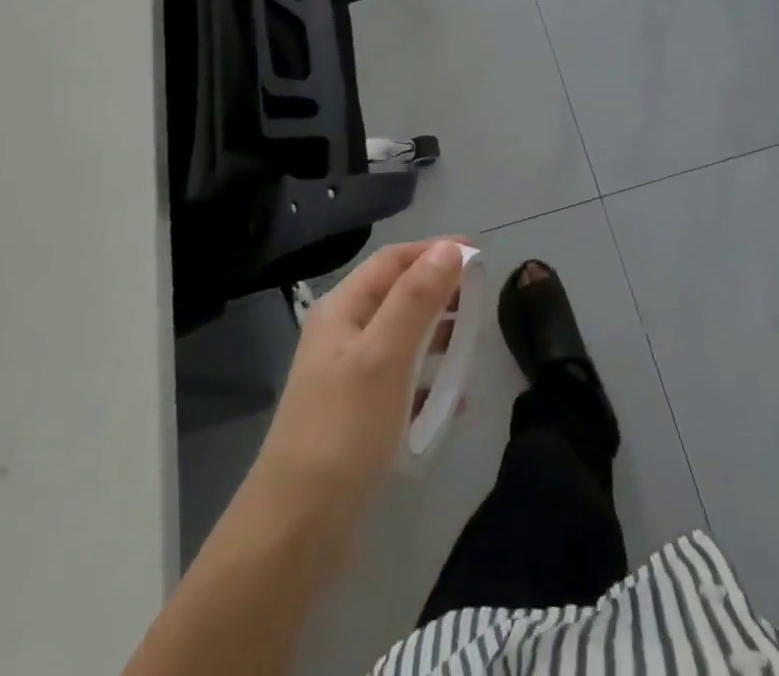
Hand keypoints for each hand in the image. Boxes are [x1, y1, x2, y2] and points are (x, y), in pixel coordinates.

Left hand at [248, 239, 467, 541]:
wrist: (296, 529)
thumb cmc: (342, 429)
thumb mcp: (384, 355)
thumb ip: (416, 299)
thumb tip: (449, 248)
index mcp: (342, 309)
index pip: (393, 260)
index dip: (434, 251)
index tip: (478, 255)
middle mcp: (343, 333)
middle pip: (398, 295)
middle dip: (440, 291)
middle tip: (482, 299)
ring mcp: (349, 375)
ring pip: (402, 337)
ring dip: (438, 335)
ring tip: (474, 343)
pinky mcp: (359, 414)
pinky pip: (402, 380)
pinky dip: (429, 380)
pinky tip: (454, 399)